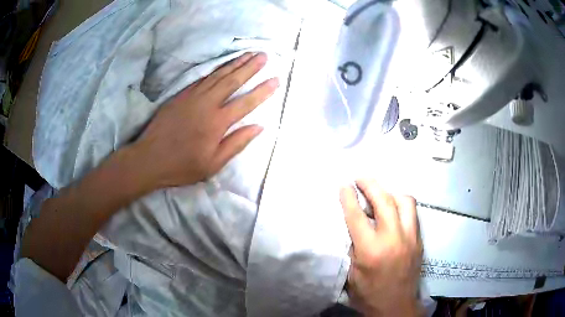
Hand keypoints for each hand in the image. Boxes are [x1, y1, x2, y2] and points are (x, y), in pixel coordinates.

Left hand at [129, 52, 278, 189]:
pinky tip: (223, 64)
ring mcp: (192, 97)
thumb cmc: (182, 166)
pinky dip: (215, 69)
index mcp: (217, 123)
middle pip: (232, 81)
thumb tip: (259, 127)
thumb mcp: (212, 164)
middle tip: (264, 55)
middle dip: (250, 67)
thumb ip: (236, 144)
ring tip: (248, 54)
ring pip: (218, 75)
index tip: (276, 79)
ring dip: (235, 63)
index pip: (246, 103)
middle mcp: (207, 104)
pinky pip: (202, 78)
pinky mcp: (181, 95)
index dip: (262, 91)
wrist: (149, 159)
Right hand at [340, 179, 422, 316]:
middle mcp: (393, 239)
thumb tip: (354, 227)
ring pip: (405, 201)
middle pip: (384, 200)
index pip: (357, 216)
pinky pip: (412, 214)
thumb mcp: (351, 274)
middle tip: (360, 178)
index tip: (344, 184)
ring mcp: (410, 238)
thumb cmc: (369, 294)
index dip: (349, 197)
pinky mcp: (419, 240)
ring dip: (390, 193)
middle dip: (370, 184)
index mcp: (371, 250)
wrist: (396, 307)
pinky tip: (393, 212)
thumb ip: (352, 247)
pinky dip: (401, 206)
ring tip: (380, 196)